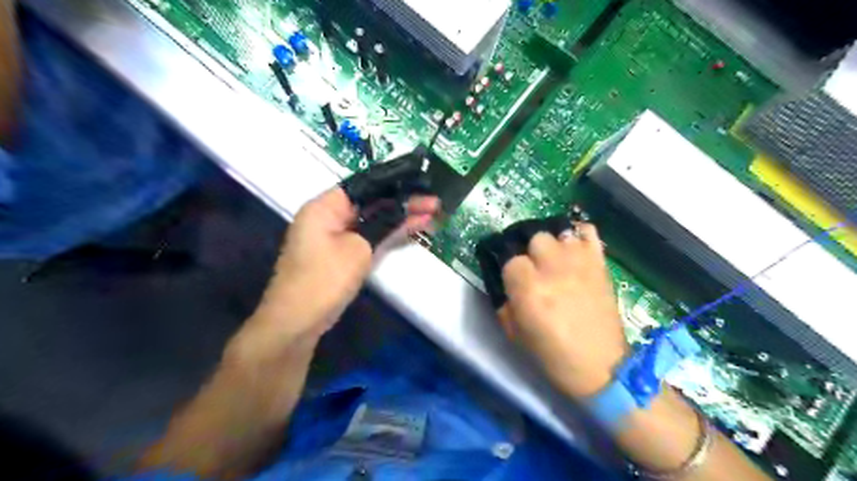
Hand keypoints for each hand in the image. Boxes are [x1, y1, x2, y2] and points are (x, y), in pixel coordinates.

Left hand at [243, 188, 437, 352]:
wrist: (297, 323)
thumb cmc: (324, 279)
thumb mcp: (359, 249)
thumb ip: (384, 225)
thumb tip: (405, 211)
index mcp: (325, 206)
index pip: (364, 185)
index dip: (394, 183)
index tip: (421, 183)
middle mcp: (329, 216)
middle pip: (370, 202)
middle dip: (402, 202)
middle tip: (435, 203)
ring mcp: (335, 236)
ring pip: (372, 220)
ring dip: (399, 218)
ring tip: (432, 214)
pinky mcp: (341, 253)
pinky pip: (368, 236)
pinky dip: (388, 233)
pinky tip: (412, 229)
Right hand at [497, 225, 626, 398]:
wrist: (601, 367)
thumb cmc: (553, 356)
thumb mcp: (515, 334)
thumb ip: (504, 304)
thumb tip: (505, 285)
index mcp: (529, 289)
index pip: (511, 259)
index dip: (511, 270)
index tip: (514, 281)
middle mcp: (553, 269)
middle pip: (535, 238)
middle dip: (530, 252)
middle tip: (535, 269)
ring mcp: (580, 263)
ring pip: (558, 232)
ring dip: (553, 244)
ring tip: (554, 259)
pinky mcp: (599, 264)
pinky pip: (588, 231)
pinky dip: (579, 234)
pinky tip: (573, 247)